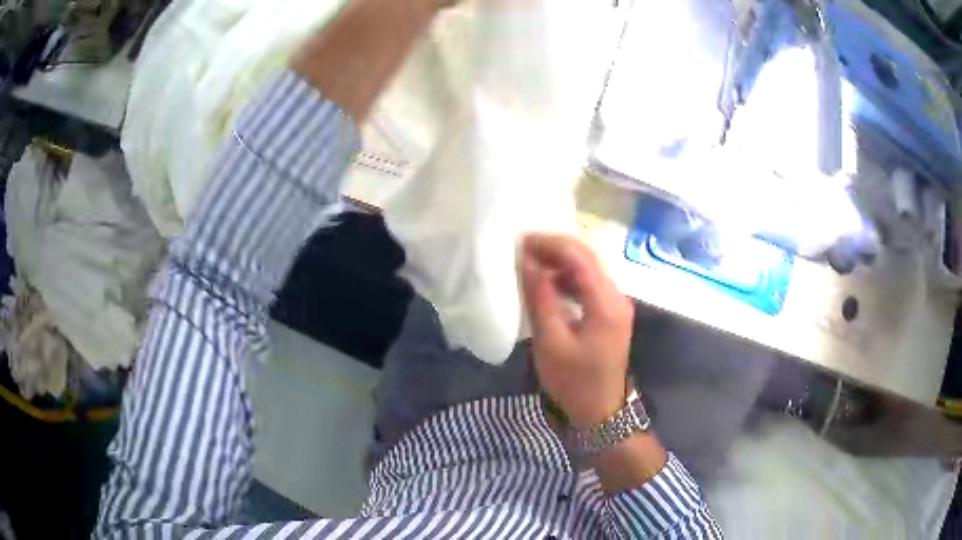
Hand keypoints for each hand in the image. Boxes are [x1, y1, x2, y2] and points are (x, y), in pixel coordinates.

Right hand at [519, 234, 634, 428]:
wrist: (600, 412)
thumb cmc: (574, 382)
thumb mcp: (551, 342)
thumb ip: (540, 297)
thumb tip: (526, 261)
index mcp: (607, 303)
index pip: (580, 257)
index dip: (550, 244)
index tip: (521, 242)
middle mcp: (617, 297)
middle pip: (588, 257)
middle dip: (555, 248)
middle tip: (523, 248)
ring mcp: (617, 304)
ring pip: (589, 269)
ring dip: (561, 262)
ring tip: (531, 262)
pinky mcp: (611, 313)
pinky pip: (589, 284)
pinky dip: (568, 278)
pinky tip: (548, 283)